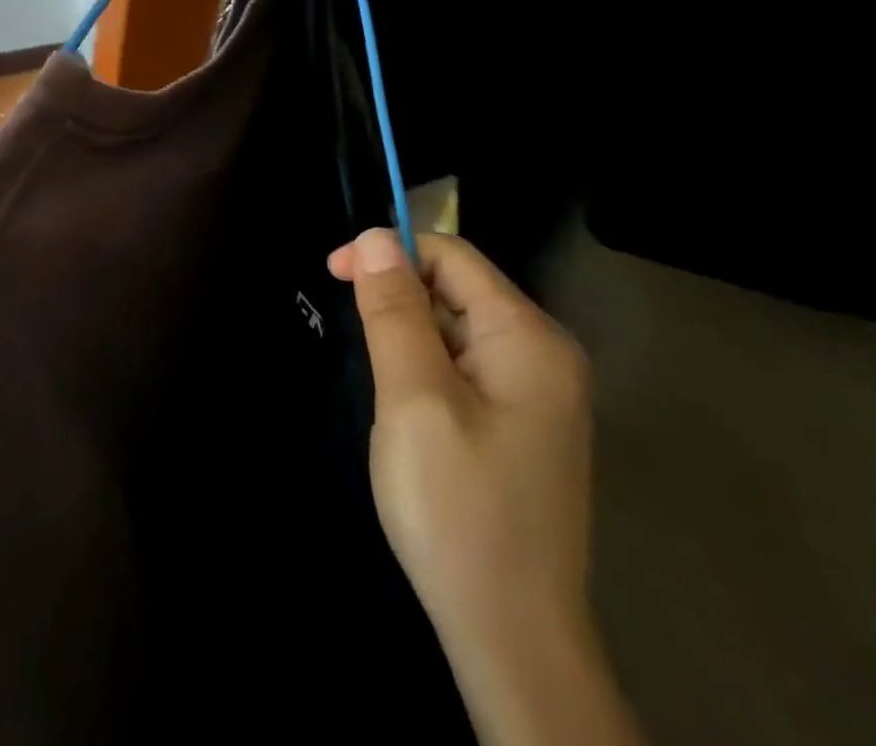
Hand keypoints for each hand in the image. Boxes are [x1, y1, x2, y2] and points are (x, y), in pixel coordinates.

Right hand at [328, 229, 592, 666]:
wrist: (512, 638)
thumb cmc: (457, 508)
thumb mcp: (414, 398)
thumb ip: (394, 310)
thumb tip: (375, 236)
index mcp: (528, 337)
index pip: (451, 255)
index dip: (389, 251)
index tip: (332, 273)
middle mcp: (543, 354)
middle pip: (457, 288)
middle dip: (398, 295)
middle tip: (354, 337)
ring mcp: (538, 394)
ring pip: (456, 328)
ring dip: (409, 334)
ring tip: (381, 382)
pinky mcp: (522, 425)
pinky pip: (465, 367)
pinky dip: (426, 367)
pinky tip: (408, 409)